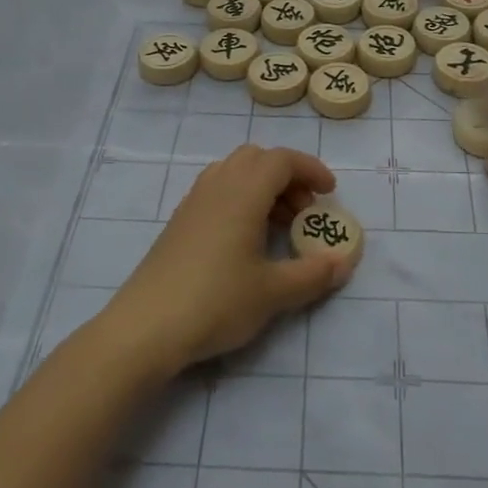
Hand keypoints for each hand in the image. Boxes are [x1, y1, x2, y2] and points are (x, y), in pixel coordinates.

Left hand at [105, 145, 355, 373]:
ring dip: (262, 187)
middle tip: (304, 211)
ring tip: (278, 227)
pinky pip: (216, 192)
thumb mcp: (273, 293)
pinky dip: (240, 200)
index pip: (281, 160)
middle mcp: (216, 188)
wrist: (145, 328)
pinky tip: (245, 240)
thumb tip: (343, 262)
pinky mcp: (178, 224)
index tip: (329, 193)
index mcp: (242, 194)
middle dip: (287, 176)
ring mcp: (192, 204)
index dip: (310, 169)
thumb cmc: (215, 302)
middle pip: (256, 158)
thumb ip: (313, 275)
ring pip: (233, 172)